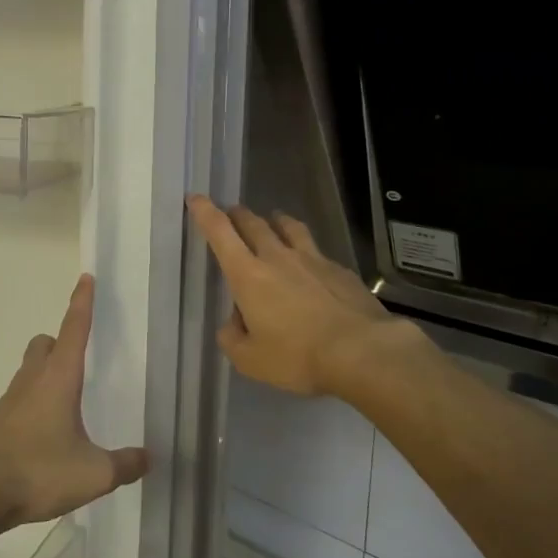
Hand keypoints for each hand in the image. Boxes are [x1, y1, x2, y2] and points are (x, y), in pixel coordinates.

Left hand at [0, 274, 149, 531]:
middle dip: (61, 341)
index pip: (74, 328)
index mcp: (59, 378)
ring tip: (70, 398)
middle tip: (81, 357)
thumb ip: (124, 464)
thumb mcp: (93, 474)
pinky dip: (36, 400)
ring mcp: (11, 400)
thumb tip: (147, 458)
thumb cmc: (38, 471)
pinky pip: (22, 396)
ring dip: (47, 371)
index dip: (82, 303)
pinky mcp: (0, 422)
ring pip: (30, 368)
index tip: (86, 278)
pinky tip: (49, 430)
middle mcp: (33, 379)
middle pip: (45, 344)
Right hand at [187, 195, 413, 396]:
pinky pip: (316, 250)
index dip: (205, 213)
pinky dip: (306, 249)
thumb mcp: (250, 360)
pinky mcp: (340, 270)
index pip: (220, 233)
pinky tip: (311, 262)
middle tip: (231, 213)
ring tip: (272, 220)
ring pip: (288, 227)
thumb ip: (232, 338)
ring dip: (275, 220)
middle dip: (237, 215)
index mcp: (248, 275)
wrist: (362, 350)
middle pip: (253, 223)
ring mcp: (312, 260)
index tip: (196, 198)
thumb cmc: (297, 355)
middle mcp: (277, 257)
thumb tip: (235, 323)